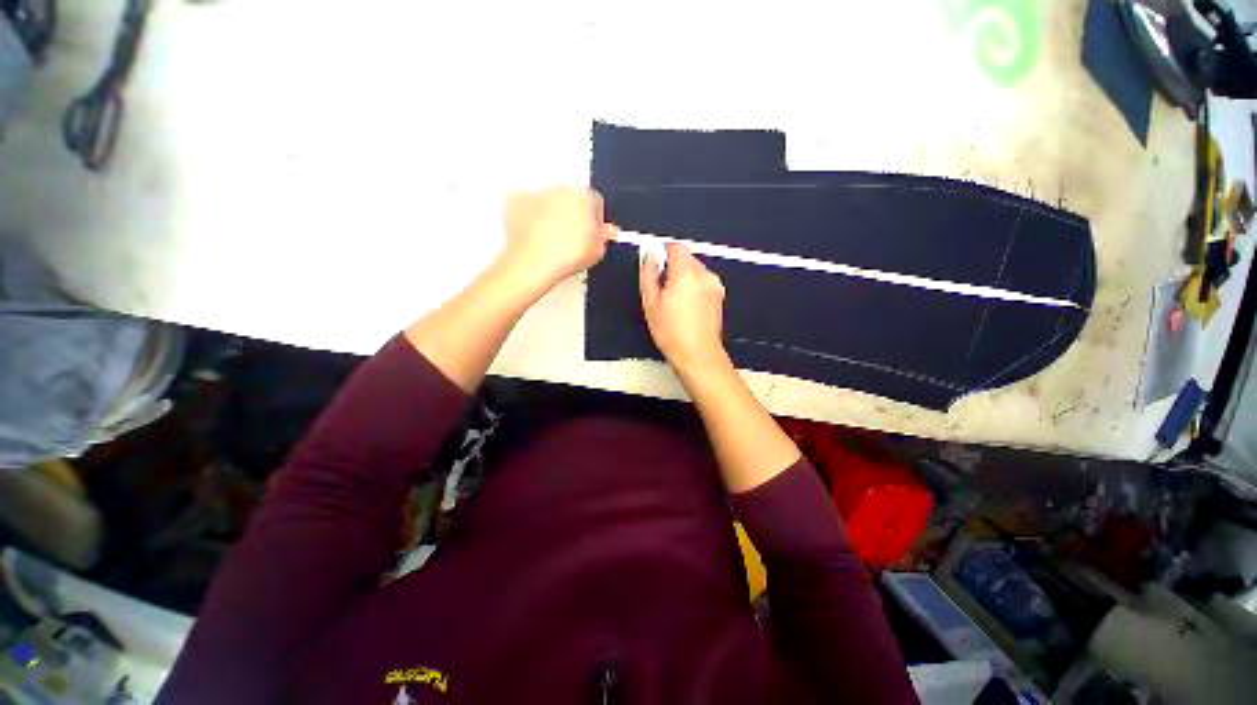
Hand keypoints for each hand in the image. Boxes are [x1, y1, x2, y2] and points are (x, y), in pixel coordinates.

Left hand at [501, 187, 617, 290]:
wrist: (535, 262)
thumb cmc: (566, 255)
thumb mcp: (598, 251)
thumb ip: (605, 236)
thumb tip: (606, 232)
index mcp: (585, 197)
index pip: (596, 202)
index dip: (595, 220)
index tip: (592, 233)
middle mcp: (561, 189)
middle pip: (572, 199)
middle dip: (573, 216)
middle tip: (573, 240)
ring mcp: (538, 194)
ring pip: (549, 202)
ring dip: (552, 216)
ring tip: (553, 242)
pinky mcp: (517, 202)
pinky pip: (527, 208)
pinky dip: (530, 219)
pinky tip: (536, 237)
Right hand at [639, 243, 728, 373]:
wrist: (698, 354)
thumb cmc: (674, 333)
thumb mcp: (650, 303)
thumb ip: (648, 273)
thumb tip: (649, 256)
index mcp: (686, 273)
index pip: (675, 247)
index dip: (663, 254)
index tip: (655, 266)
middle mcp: (704, 275)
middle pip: (686, 258)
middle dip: (673, 269)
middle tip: (662, 290)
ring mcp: (714, 285)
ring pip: (695, 270)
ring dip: (683, 279)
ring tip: (674, 302)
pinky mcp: (719, 295)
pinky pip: (703, 282)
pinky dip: (694, 288)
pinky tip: (686, 307)